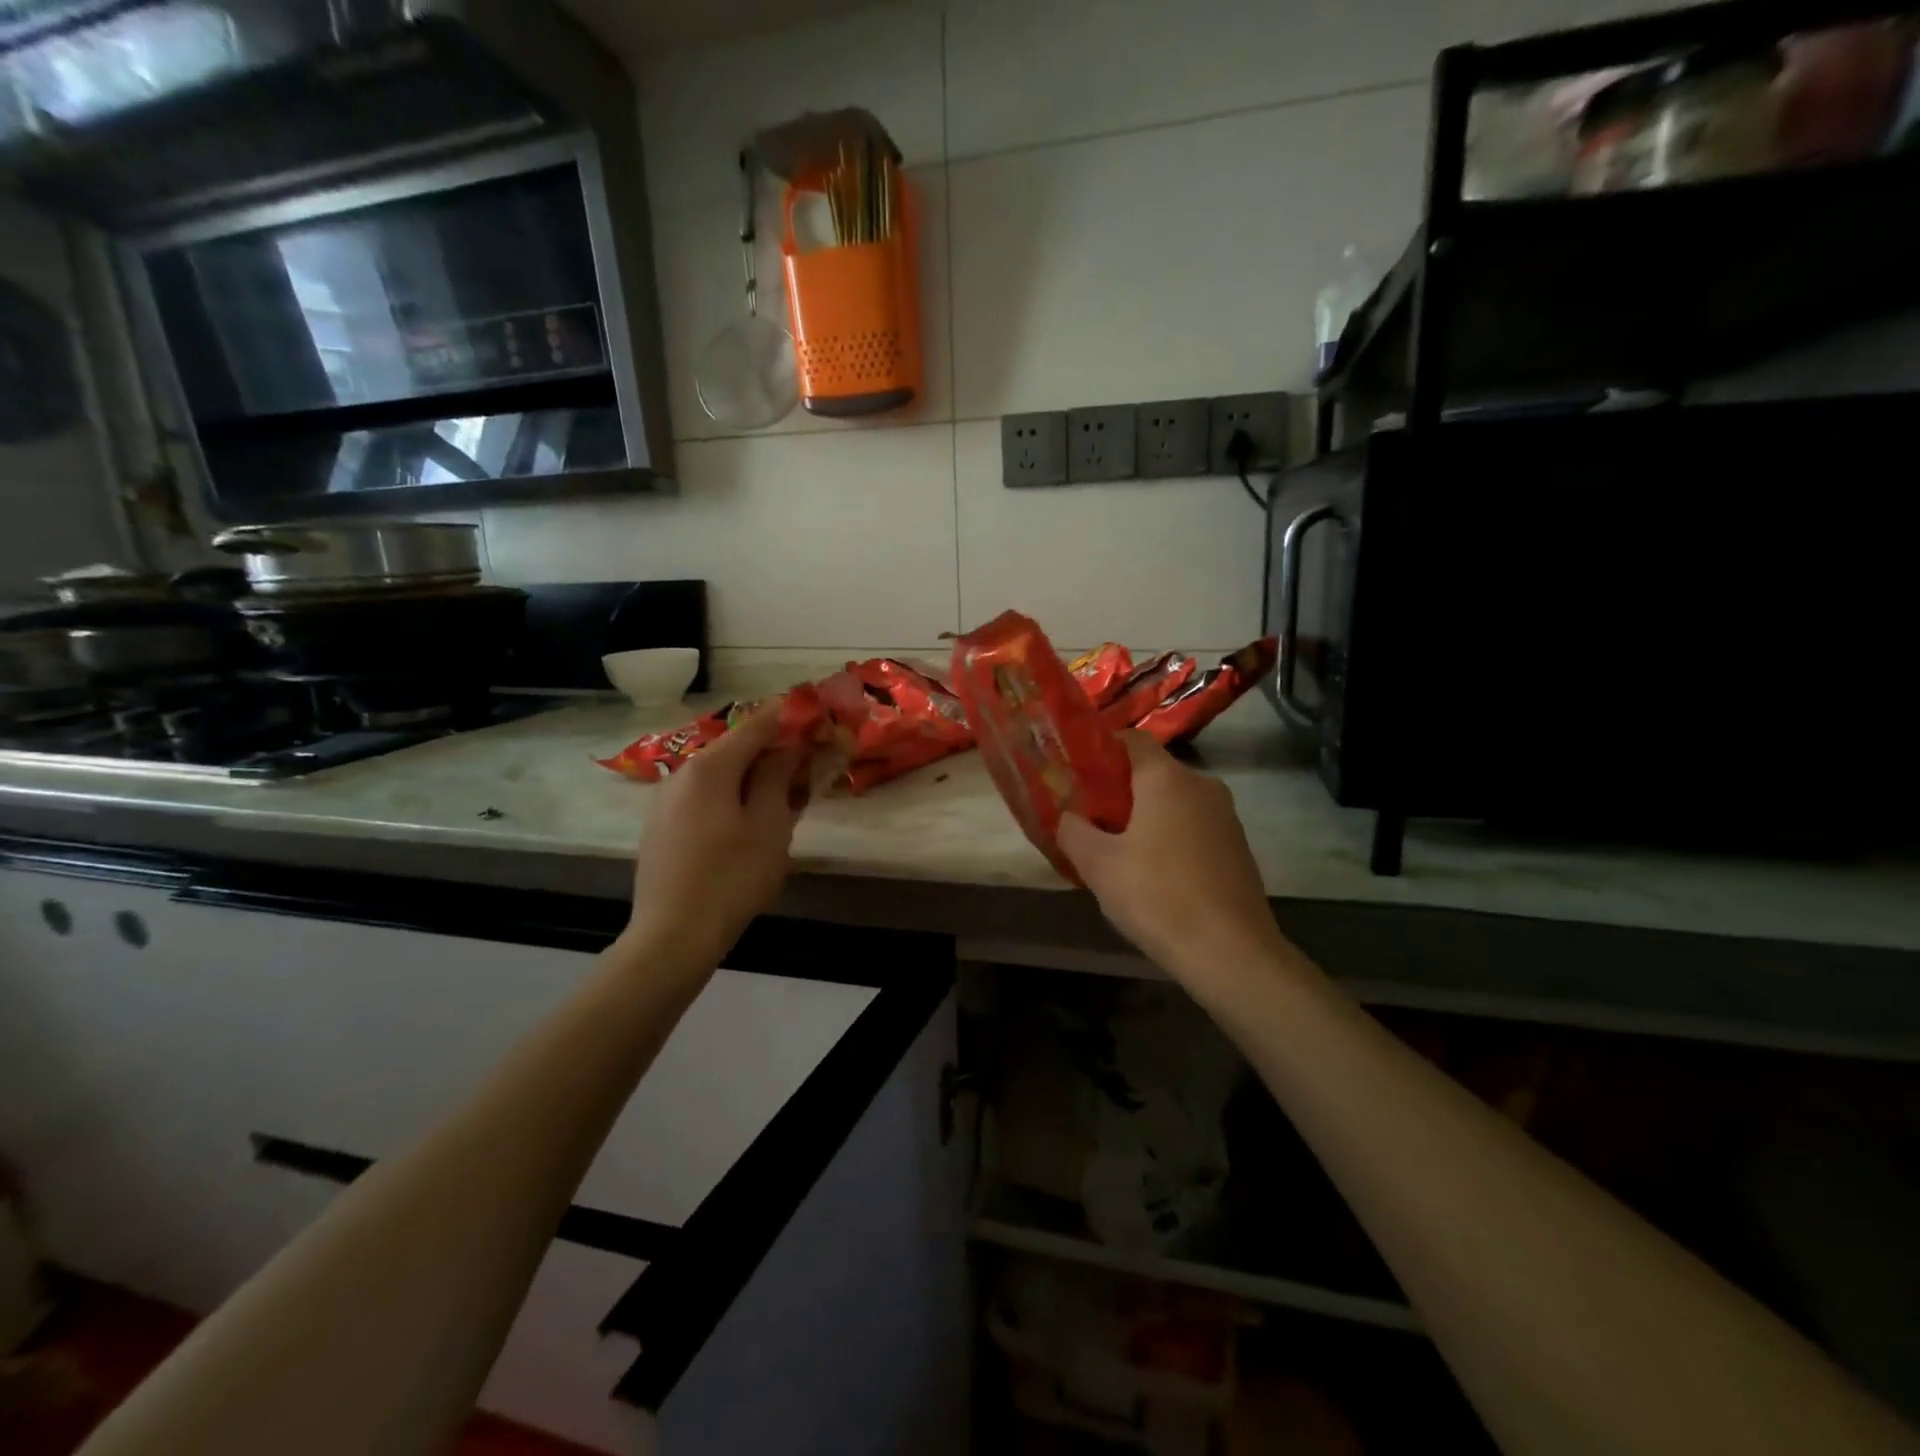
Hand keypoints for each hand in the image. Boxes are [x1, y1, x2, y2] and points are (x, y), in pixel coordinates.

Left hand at [624, 704, 812, 969]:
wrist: (672, 937)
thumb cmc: (731, 878)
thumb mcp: (770, 826)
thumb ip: (780, 776)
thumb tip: (790, 745)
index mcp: (710, 767)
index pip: (757, 724)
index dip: (791, 716)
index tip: (820, 717)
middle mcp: (683, 773)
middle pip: (737, 748)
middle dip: (775, 751)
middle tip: (810, 765)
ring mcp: (666, 800)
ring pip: (721, 774)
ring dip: (756, 776)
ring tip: (786, 797)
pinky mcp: (662, 826)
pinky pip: (705, 796)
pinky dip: (733, 796)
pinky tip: (751, 822)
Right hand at [1059, 734, 1285, 979]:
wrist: (1230, 952)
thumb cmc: (1157, 896)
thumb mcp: (1097, 865)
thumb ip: (1073, 830)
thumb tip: (1069, 817)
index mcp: (1167, 778)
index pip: (1131, 739)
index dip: (1100, 749)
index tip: (1076, 773)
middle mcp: (1202, 785)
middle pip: (1152, 772)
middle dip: (1119, 790)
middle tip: (1089, 818)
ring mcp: (1225, 816)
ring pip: (1174, 802)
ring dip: (1145, 817)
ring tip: (1118, 850)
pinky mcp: (1237, 847)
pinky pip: (1193, 827)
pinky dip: (1170, 837)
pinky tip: (1154, 874)